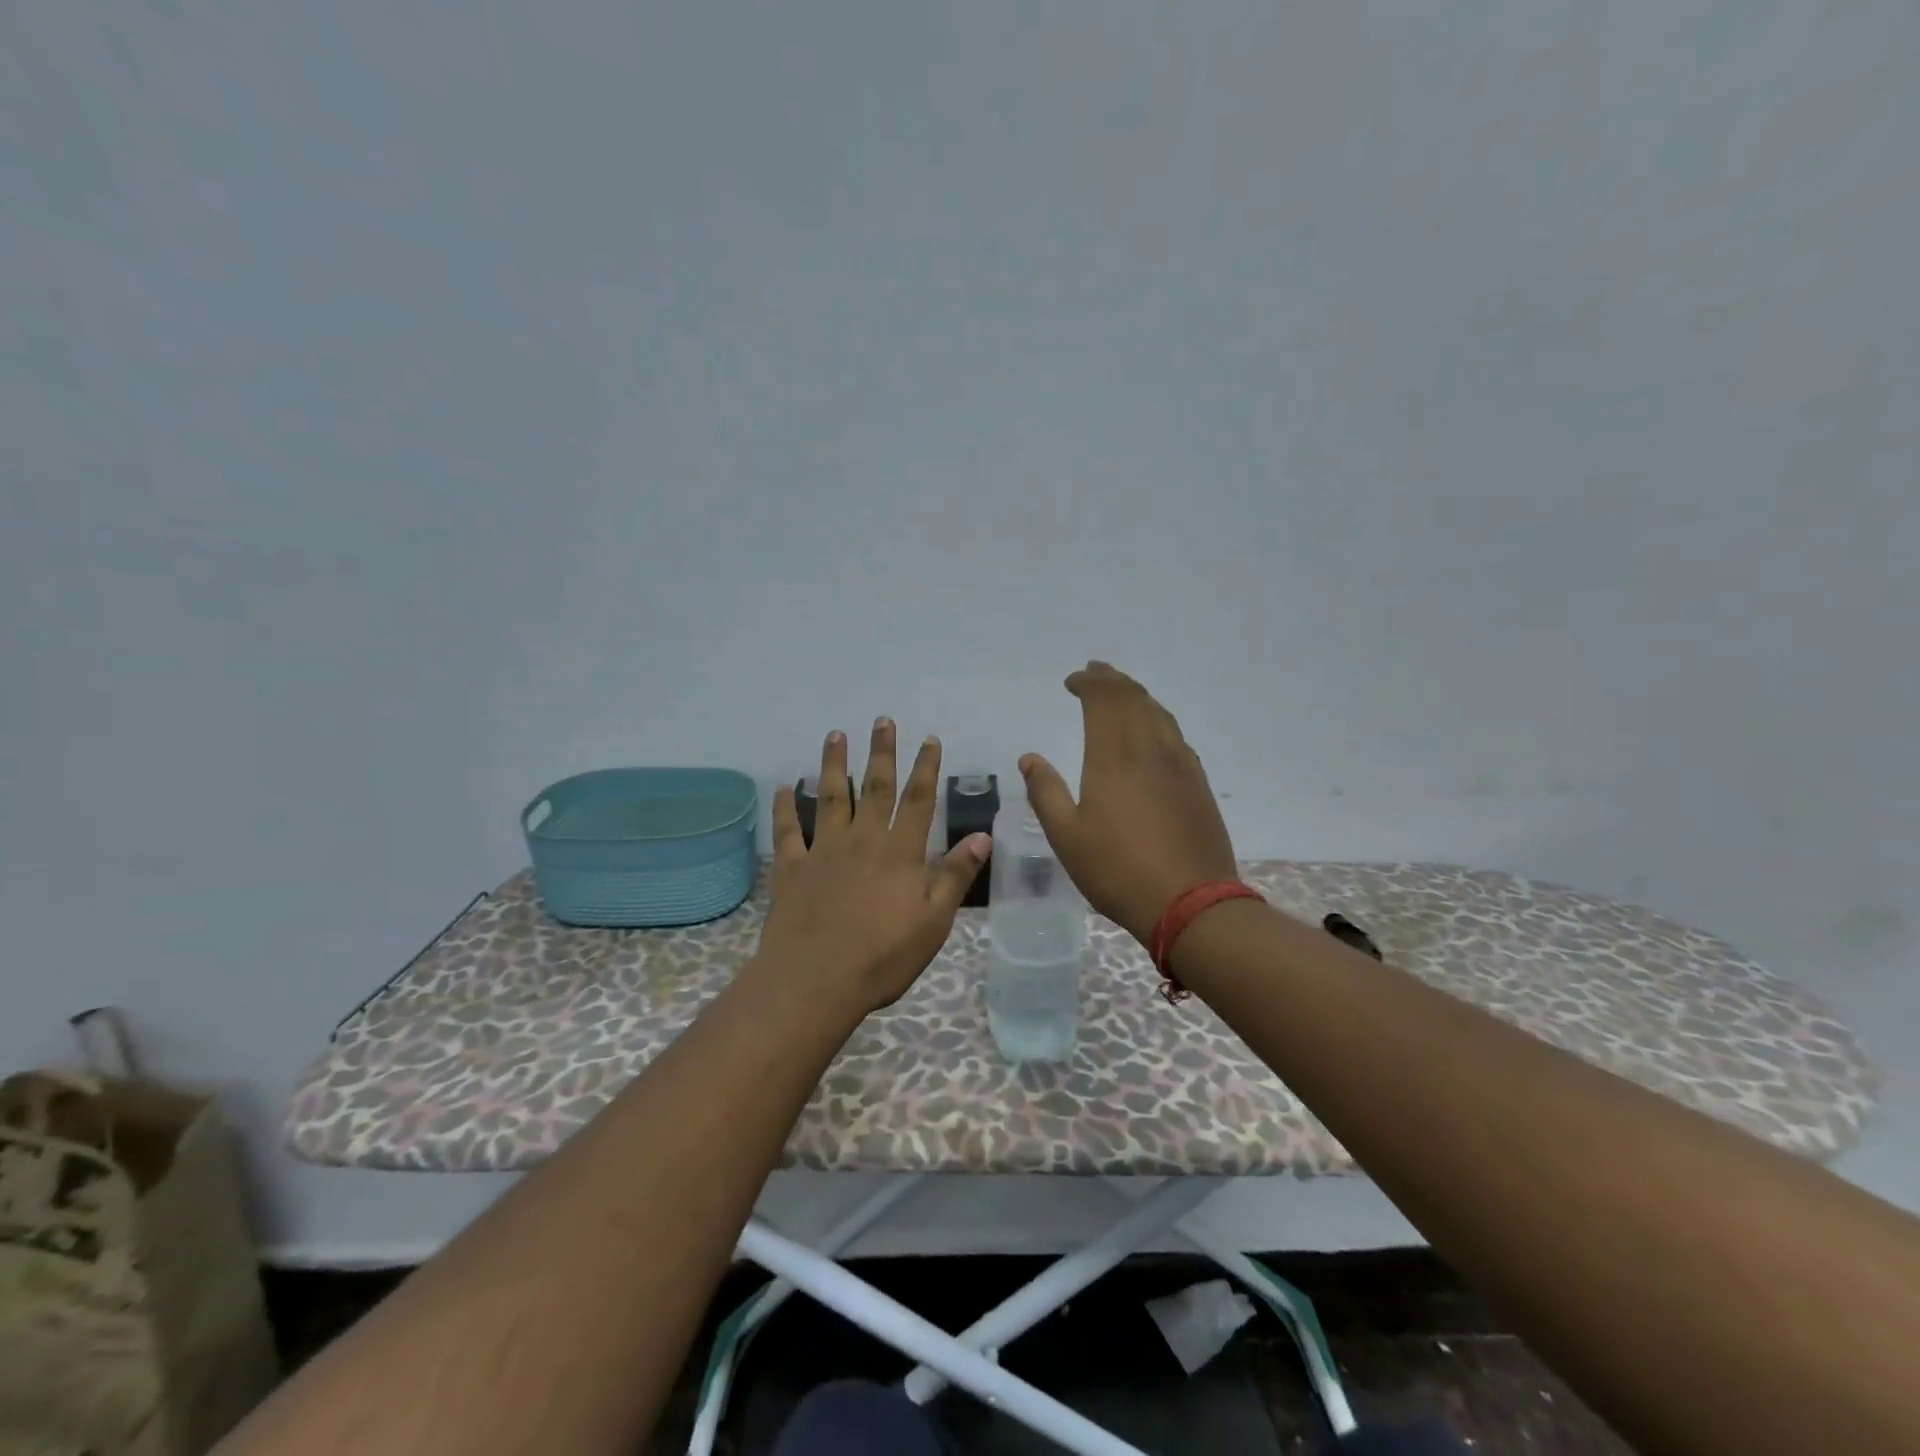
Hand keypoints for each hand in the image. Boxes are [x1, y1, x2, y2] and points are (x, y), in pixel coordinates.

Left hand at [757, 719, 989, 1014]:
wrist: (816, 981)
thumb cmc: (883, 956)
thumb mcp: (934, 921)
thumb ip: (955, 876)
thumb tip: (982, 836)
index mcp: (900, 852)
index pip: (918, 800)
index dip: (925, 767)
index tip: (929, 739)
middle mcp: (863, 840)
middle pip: (874, 787)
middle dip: (881, 752)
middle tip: (882, 720)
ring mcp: (824, 851)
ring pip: (829, 797)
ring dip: (833, 764)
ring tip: (835, 735)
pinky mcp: (792, 868)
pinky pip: (788, 830)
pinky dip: (785, 807)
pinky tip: (784, 787)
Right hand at [1020, 661, 1239, 944]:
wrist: (1192, 903)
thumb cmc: (1118, 871)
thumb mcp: (1067, 837)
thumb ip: (1046, 793)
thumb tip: (1029, 758)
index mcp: (1114, 757)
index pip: (1104, 700)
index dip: (1088, 683)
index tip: (1072, 681)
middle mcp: (1151, 749)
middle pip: (1134, 698)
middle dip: (1112, 680)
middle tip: (1096, 672)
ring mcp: (1180, 764)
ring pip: (1159, 713)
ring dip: (1137, 696)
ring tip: (1121, 692)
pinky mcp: (1197, 783)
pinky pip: (1175, 734)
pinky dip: (1157, 719)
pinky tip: (1152, 732)